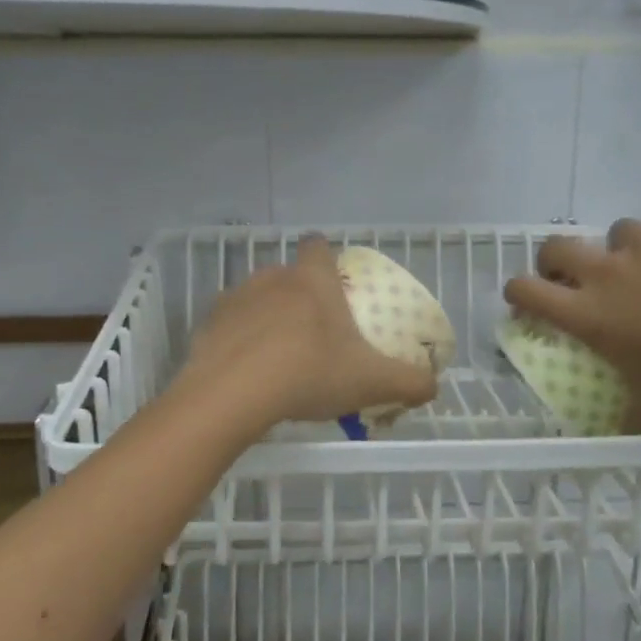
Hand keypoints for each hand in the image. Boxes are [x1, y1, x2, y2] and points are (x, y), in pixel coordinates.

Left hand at [180, 236, 439, 427]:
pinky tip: (248, 372)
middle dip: (300, 298)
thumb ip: (408, 382)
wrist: (232, 394)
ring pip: (257, 300)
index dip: (326, 258)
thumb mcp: (370, 382)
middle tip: (315, 335)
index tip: (334, 282)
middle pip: (289, 276)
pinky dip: (240, 341)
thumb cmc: (309, 373)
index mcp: (312, 280)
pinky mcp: (208, 324)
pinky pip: (231, 326)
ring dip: (268, 319)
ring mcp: (236, 298)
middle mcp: (272, 277)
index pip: (318, 246)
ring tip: (279, 357)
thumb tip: (433, 387)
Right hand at [502, 209, 640, 431]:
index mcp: (588, 313)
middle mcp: (606, 271)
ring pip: (618, 231)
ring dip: (627, 249)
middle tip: (580, 278)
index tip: (528, 301)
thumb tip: (616, 433)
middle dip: (559, 261)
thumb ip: (626, 417)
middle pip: (555, 247)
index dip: (518, 293)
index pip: (524, 290)